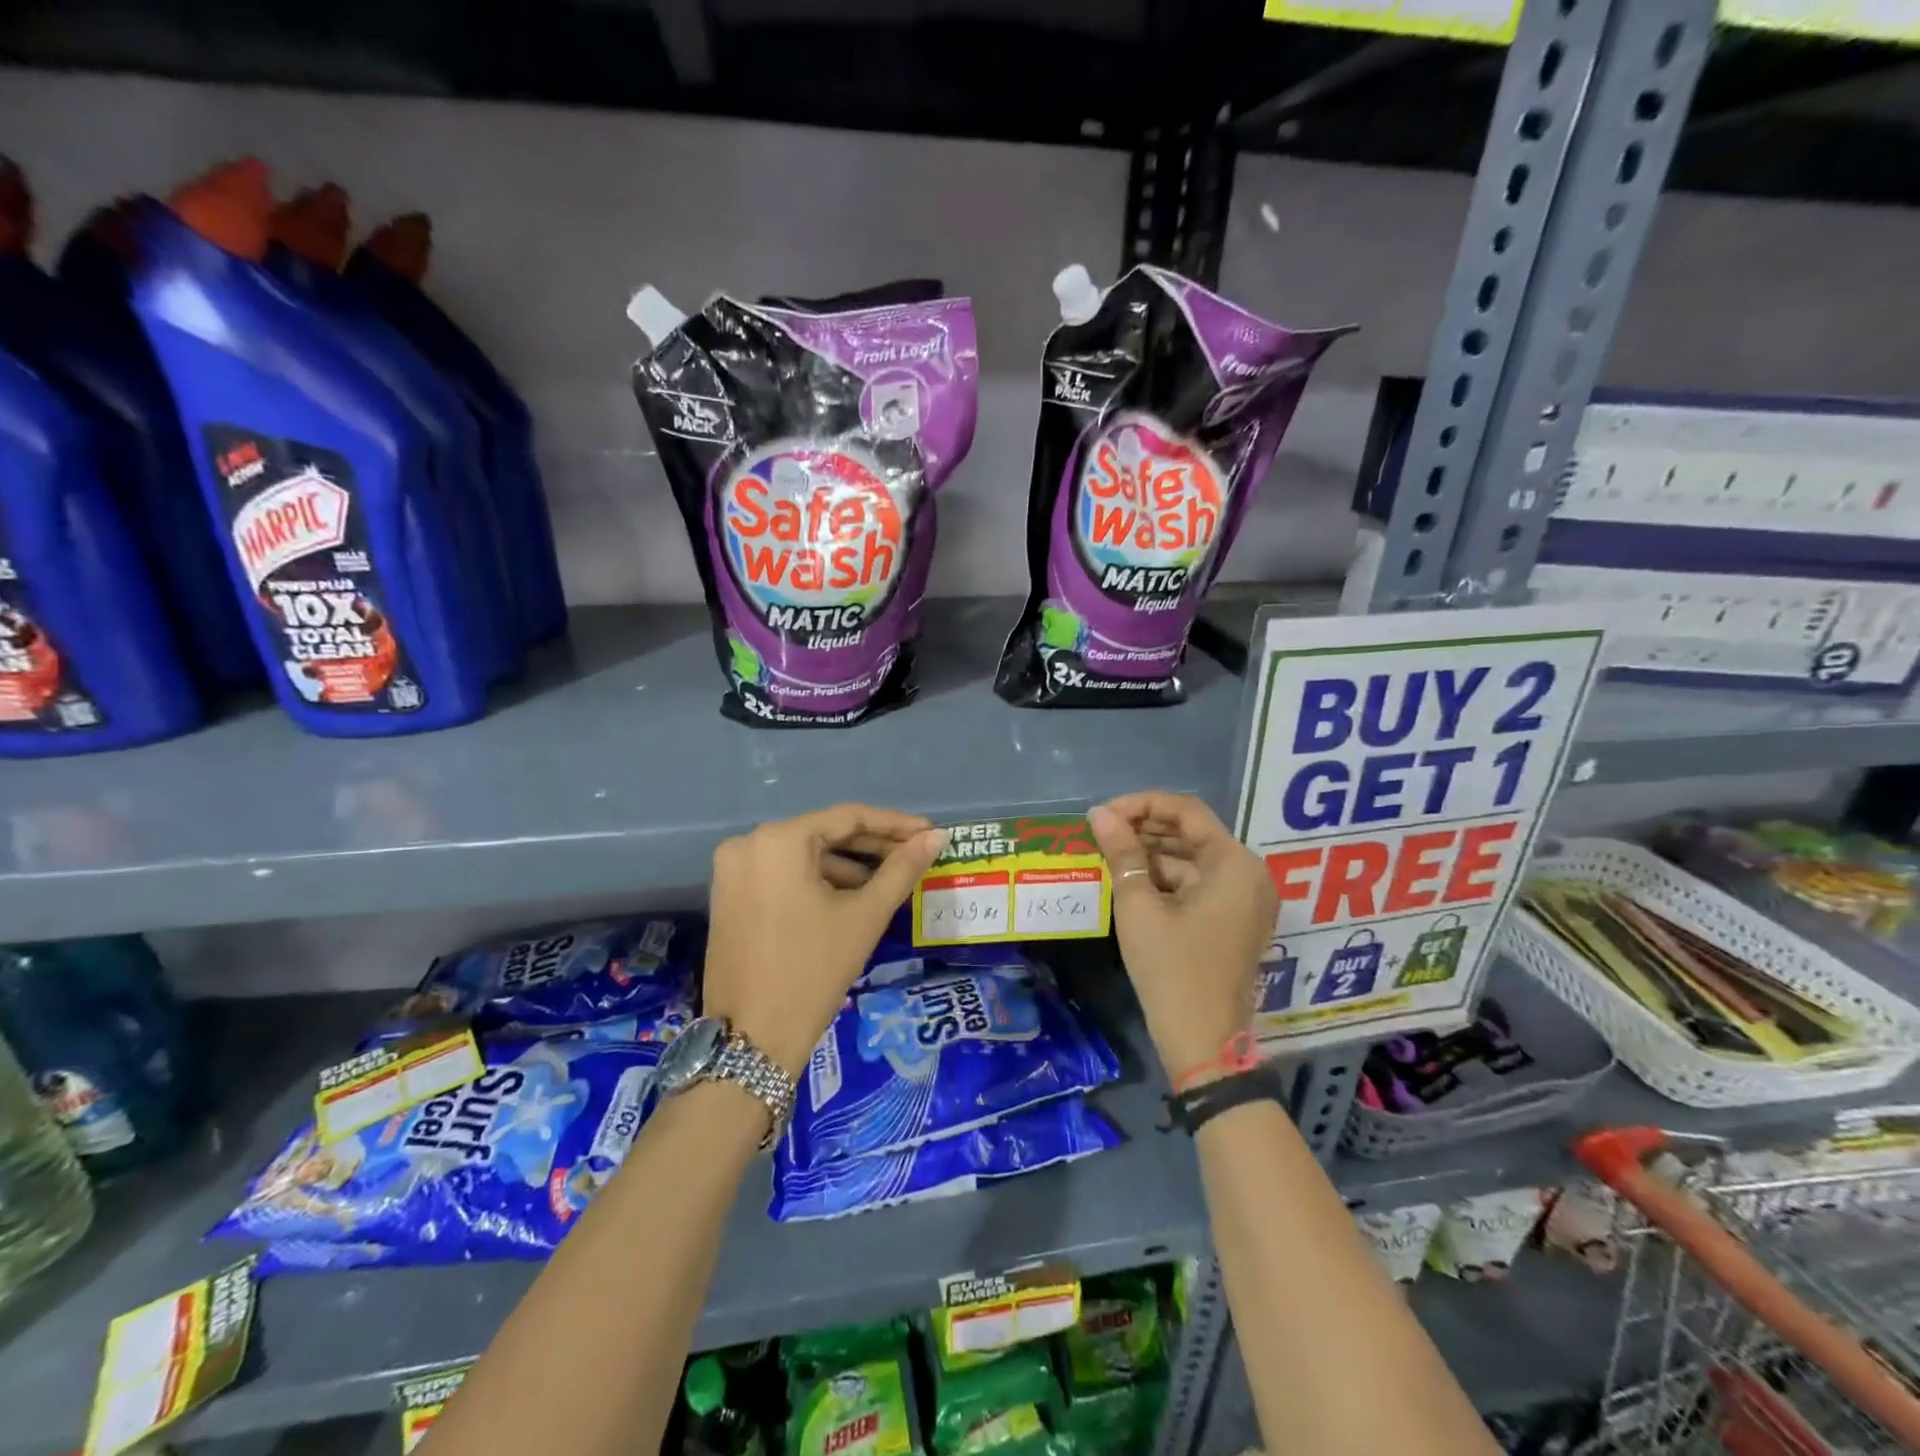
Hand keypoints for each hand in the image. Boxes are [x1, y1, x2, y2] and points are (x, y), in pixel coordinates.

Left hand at [703, 804, 948, 1077]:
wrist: (752, 1039)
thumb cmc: (813, 970)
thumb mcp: (865, 916)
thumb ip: (902, 869)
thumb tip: (937, 836)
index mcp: (778, 840)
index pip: (848, 817)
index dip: (894, 824)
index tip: (930, 833)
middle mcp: (749, 843)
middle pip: (824, 834)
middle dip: (872, 846)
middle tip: (916, 855)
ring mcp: (734, 871)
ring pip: (804, 856)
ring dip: (848, 866)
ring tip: (891, 880)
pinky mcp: (730, 896)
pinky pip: (784, 875)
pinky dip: (818, 881)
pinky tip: (853, 897)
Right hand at [1089, 791, 1276, 1078]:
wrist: (1203, 1043)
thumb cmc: (1171, 969)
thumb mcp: (1139, 906)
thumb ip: (1122, 853)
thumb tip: (1100, 814)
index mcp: (1234, 864)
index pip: (1186, 811)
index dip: (1141, 805)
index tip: (1103, 815)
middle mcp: (1248, 874)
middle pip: (1192, 832)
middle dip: (1145, 828)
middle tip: (1102, 833)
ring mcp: (1244, 899)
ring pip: (1193, 858)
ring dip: (1153, 852)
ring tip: (1110, 854)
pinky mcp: (1234, 920)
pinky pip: (1199, 883)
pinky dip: (1166, 878)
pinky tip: (1131, 879)